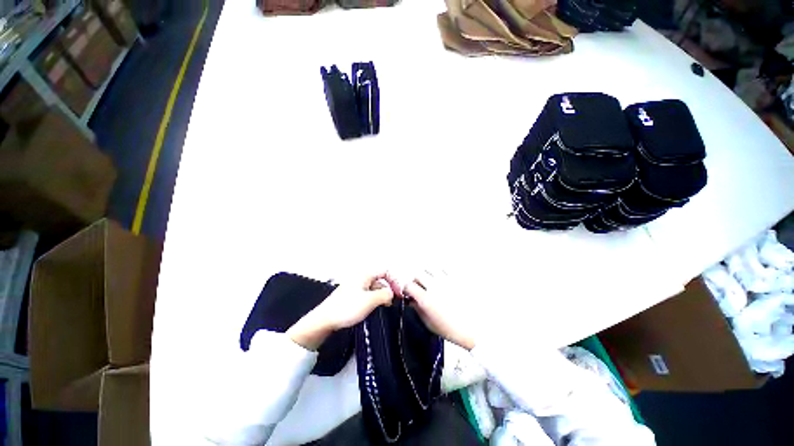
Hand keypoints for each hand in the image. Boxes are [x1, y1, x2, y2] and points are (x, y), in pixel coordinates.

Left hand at [287, 273, 394, 349]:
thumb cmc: (345, 308)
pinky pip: (367, 295)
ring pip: (374, 288)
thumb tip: (392, 293)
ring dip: (381, 296)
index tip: (398, 293)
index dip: (394, 280)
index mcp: (364, 275)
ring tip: (383, 307)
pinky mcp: (351, 296)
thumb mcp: (370, 300)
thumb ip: (385, 294)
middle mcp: (360, 279)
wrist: (324, 320)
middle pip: (380, 280)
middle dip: (388, 289)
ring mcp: (355, 287)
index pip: (385, 271)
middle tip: (392, 301)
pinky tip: (372, 309)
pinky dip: (373, 300)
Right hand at [403, 271, 475, 349]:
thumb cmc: (455, 329)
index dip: (407, 289)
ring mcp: (446, 280)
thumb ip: (418, 310)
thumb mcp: (430, 324)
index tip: (409, 292)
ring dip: (427, 274)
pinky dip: (440, 272)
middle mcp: (434, 286)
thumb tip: (413, 302)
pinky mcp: (456, 277)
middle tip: (420, 286)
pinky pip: (443, 268)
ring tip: (431, 281)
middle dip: (416, 280)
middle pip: (418, 274)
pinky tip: (442, 279)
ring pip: (430, 268)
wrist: (477, 328)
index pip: (408, 285)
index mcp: (426, 299)